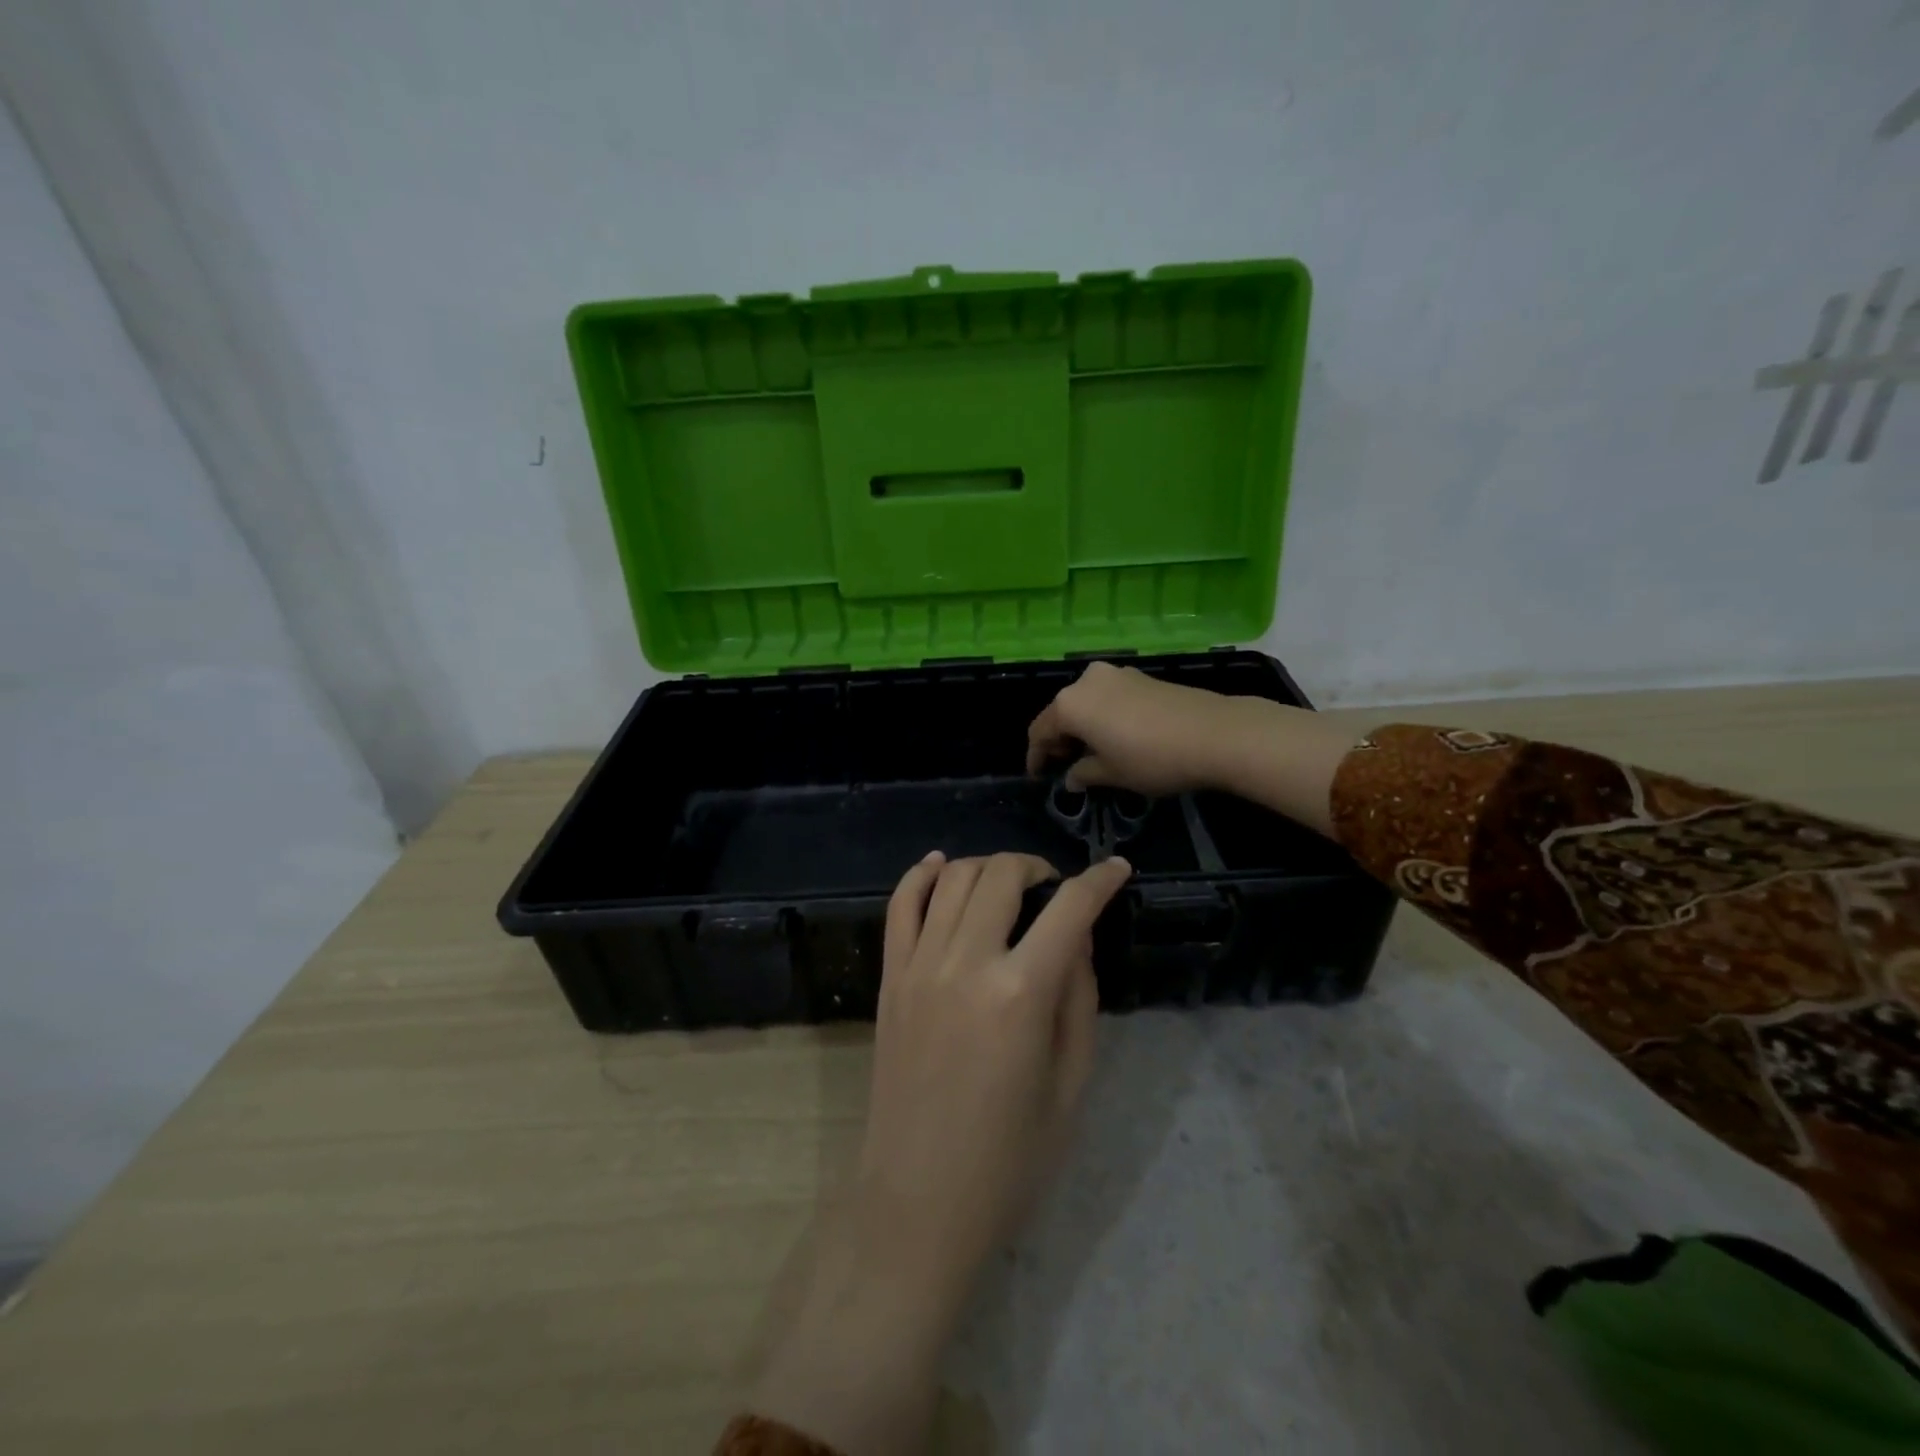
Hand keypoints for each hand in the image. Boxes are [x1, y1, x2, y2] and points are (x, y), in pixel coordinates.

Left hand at [861, 850, 1131, 1302]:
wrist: (917, 1203)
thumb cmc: (1008, 1161)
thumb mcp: (1070, 1086)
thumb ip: (1078, 1000)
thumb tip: (1077, 939)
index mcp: (1020, 995)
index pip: (1069, 909)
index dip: (1099, 880)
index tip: (1117, 868)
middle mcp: (965, 964)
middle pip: (1002, 875)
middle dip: (1038, 867)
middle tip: (1056, 889)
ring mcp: (918, 967)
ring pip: (953, 879)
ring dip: (989, 867)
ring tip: (1010, 886)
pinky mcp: (889, 979)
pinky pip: (900, 905)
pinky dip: (922, 875)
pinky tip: (941, 866)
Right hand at [1026, 660, 1262, 794]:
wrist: (1214, 733)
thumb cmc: (1152, 758)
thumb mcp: (1112, 774)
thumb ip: (1084, 774)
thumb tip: (1072, 778)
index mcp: (1069, 704)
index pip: (1040, 731)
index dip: (1036, 756)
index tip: (1038, 777)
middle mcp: (1086, 681)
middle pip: (1061, 712)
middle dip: (1059, 740)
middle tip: (1064, 767)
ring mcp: (1115, 674)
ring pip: (1086, 703)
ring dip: (1082, 727)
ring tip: (1091, 754)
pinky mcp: (1140, 676)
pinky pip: (1107, 697)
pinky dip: (1102, 716)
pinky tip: (1115, 737)